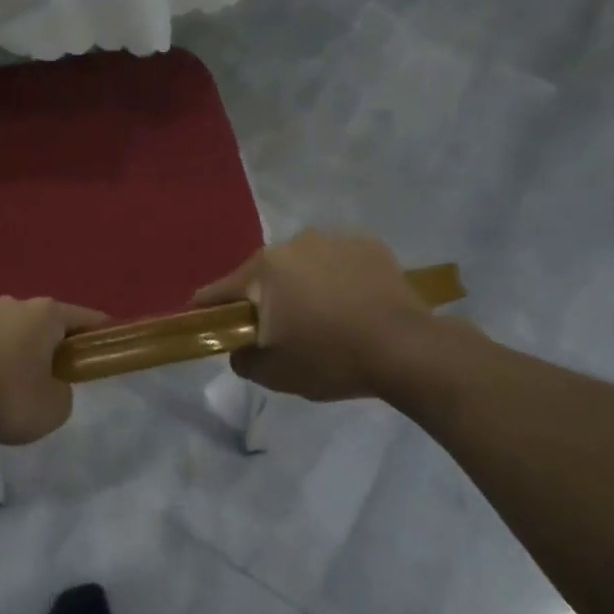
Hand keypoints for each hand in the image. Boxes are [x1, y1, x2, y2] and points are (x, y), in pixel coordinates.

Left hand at [0, 297, 106, 444]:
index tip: (104, 346)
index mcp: (45, 314)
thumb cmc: (8, 397)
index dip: (98, 333)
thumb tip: (49, 385)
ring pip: (8, 332)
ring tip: (12, 384)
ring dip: (15, 350)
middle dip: (50, 343)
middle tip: (55, 373)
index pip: (83, 318)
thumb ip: (62, 392)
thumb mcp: (55, 407)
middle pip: (42, 322)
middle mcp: (12, 305)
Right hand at [194, 230, 459, 401]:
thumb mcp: (274, 374)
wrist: (406, 349)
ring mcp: (332, 239)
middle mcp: (292, 244)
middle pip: (262, 275)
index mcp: (262, 271)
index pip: (217, 292)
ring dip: (303, 285)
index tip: (210, 327)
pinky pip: (338, 262)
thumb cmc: (331, 359)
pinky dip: (338, 279)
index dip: (208, 312)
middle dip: (265, 299)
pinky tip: (354, 304)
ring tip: (325, 317)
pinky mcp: (368, 244)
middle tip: (282, 330)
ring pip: (302, 265)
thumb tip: (239, 347)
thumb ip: (242, 359)